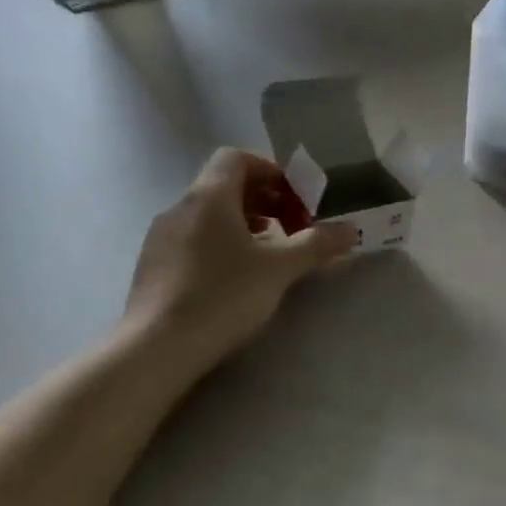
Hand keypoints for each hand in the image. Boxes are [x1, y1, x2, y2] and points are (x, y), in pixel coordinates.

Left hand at [125, 148, 356, 371]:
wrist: (156, 347)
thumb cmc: (223, 295)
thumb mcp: (279, 269)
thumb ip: (317, 245)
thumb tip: (352, 230)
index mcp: (209, 196)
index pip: (236, 158)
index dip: (270, 171)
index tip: (295, 199)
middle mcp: (181, 207)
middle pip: (224, 186)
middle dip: (264, 201)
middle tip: (292, 228)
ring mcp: (161, 237)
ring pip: (209, 215)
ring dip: (243, 224)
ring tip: (268, 255)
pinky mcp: (153, 266)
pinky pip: (193, 239)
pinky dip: (220, 245)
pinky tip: (235, 279)